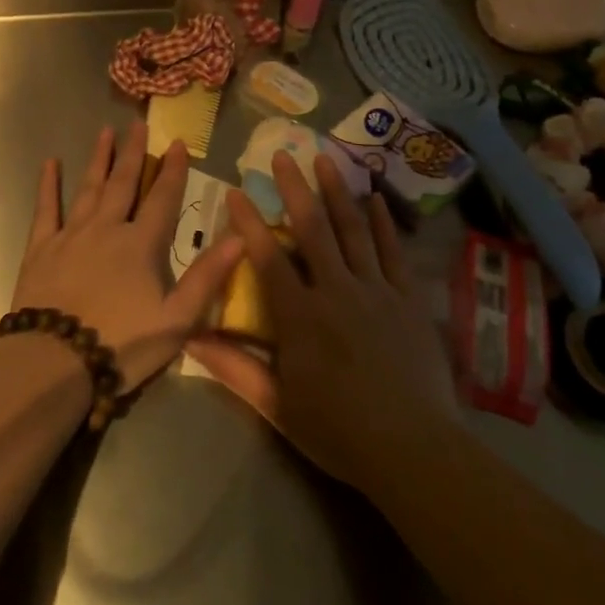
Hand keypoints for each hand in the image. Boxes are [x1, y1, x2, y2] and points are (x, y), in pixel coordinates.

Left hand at [12, 122, 243, 393]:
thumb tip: (241, 237)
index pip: (163, 199)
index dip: (173, 170)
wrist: (54, 362)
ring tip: (105, 132)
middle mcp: (106, 228)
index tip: (178, 143)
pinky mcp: (41, 248)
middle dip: (134, 153)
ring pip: (88, 188)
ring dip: (99, 159)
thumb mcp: (177, 319)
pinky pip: (46, 208)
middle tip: (139, 125)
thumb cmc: (121, 345)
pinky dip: (48, 185)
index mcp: (141, 244)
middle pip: (124, 183)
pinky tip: (50, 163)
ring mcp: (71, 235)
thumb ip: (207, 277)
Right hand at [186, 150, 459, 493]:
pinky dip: (384, 224)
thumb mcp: (278, 406)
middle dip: (294, 188)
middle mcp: (337, 291)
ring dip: (337, 192)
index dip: (249, 223)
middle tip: (282, 153)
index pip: (268, 258)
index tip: (236, 191)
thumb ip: (235, 368)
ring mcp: (377, 291)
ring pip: (354, 231)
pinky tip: (376, 199)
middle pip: (313, 229)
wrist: (414, 450)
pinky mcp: (408, 300)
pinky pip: (394, 253)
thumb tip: (191, 338)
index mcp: (301, 316)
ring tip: (325, 158)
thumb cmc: (339, 431)